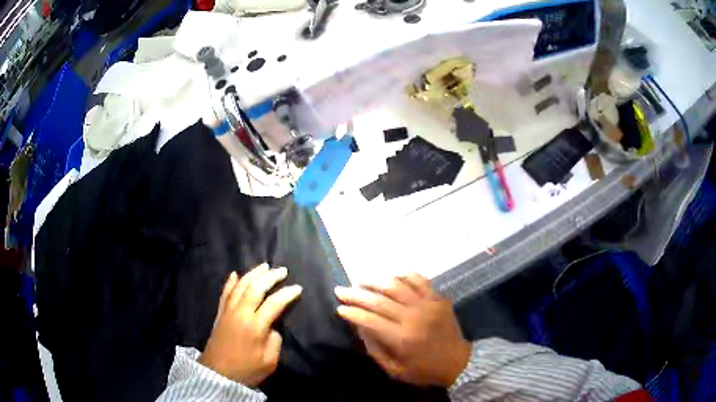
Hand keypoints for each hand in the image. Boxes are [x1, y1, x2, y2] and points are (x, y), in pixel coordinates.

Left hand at [199, 263, 301, 386]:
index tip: (298, 287)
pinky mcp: (220, 314)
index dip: (287, 294)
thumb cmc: (247, 370)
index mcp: (255, 326)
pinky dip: (231, 282)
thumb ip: (275, 340)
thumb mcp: (270, 361)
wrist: (218, 374)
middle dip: (271, 277)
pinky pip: (225, 292)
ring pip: (240, 285)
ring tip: (264, 266)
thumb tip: (273, 325)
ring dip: (253, 274)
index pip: (274, 303)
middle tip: (282, 270)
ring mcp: (228, 311)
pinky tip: (235, 274)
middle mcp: (241, 313)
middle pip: (256, 288)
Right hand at [335, 273, 470, 387]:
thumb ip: (375, 349)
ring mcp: (428, 304)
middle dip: (356, 294)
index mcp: (402, 338)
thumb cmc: (423, 370)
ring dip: (375, 280)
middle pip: (379, 300)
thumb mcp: (395, 370)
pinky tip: (391, 277)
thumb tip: (359, 327)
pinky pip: (418, 279)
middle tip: (340, 289)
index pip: (370, 320)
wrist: (458, 362)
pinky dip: (402, 275)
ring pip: (396, 285)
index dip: (352, 313)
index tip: (339, 308)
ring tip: (361, 280)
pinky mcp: (438, 298)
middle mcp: (414, 317)